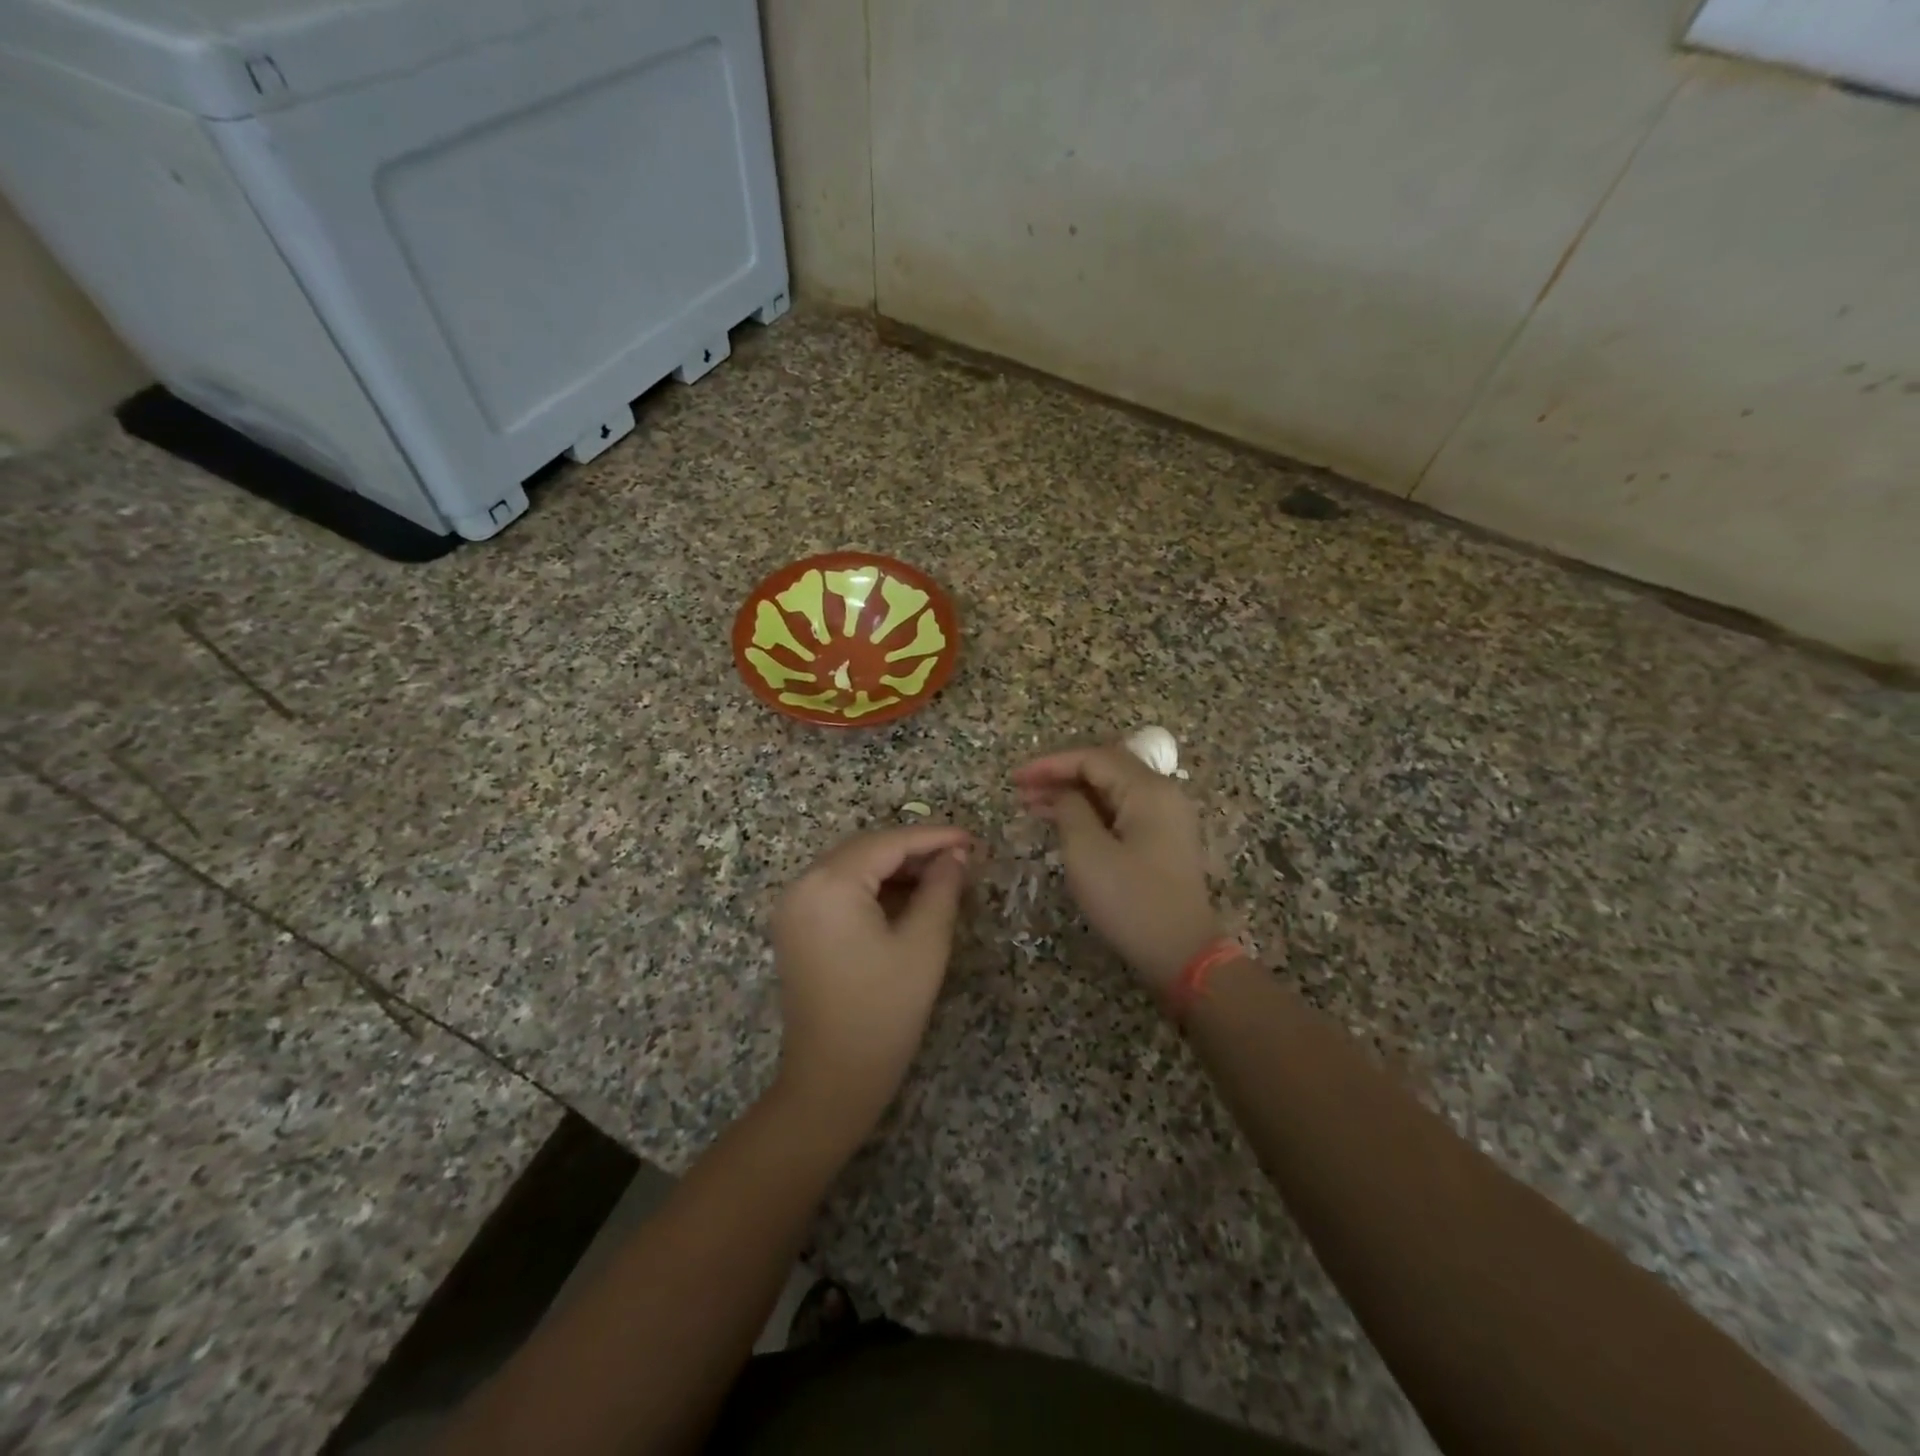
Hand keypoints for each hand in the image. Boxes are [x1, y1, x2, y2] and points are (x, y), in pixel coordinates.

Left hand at [770, 825, 972, 1140]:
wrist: (832, 1081)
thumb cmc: (884, 1011)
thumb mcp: (924, 945)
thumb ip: (941, 889)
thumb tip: (956, 855)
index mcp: (829, 883)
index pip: (888, 842)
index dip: (933, 838)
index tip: (972, 839)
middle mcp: (802, 884)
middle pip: (866, 849)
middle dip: (914, 850)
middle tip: (961, 859)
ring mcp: (793, 906)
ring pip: (852, 868)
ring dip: (895, 868)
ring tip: (941, 877)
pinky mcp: (796, 927)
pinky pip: (838, 890)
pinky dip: (873, 888)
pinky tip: (907, 897)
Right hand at [1014, 744, 1217, 996]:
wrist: (1183, 954)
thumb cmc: (1130, 901)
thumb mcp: (1087, 852)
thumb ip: (1069, 810)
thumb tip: (1064, 794)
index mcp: (1148, 790)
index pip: (1093, 758)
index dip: (1050, 764)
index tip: (1015, 779)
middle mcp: (1162, 794)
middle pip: (1105, 770)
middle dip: (1060, 777)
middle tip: (1021, 793)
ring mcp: (1166, 818)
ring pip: (1111, 792)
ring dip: (1072, 796)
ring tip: (1033, 807)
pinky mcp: (1163, 841)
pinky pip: (1121, 812)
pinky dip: (1090, 813)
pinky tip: (1064, 824)